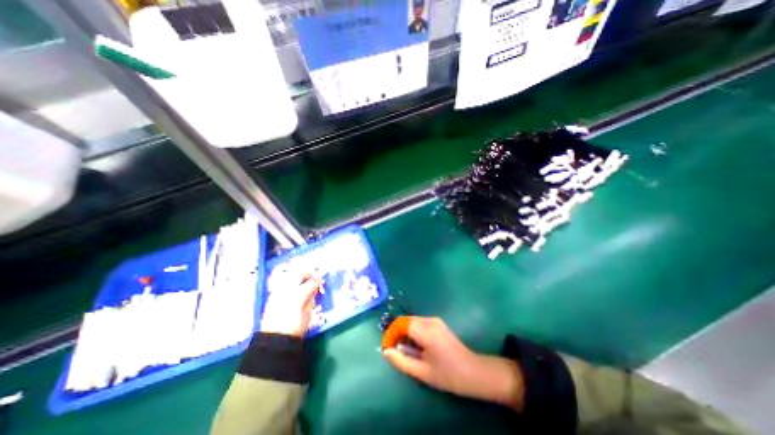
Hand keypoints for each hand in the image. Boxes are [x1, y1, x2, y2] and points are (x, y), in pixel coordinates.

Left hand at [259, 273, 321, 337]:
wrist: (274, 339)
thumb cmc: (295, 328)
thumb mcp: (308, 314)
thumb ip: (311, 299)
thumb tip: (314, 290)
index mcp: (298, 295)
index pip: (311, 283)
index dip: (318, 281)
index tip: (322, 282)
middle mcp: (286, 290)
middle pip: (298, 273)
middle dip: (307, 273)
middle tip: (314, 277)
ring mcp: (277, 291)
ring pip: (289, 275)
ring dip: (298, 275)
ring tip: (304, 280)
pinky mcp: (272, 295)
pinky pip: (283, 282)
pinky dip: (290, 280)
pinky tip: (295, 286)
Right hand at [383, 317, 527, 411]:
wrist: (473, 372)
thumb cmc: (448, 374)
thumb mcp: (422, 371)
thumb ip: (401, 361)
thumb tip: (385, 352)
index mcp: (426, 330)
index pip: (401, 324)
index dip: (390, 334)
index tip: (386, 348)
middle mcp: (429, 320)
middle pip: (406, 321)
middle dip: (396, 333)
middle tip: (393, 350)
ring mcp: (435, 320)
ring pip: (412, 322)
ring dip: (404, 333)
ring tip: (403, 351)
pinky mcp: (438, 323)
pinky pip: (419, 324)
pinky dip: (412, 333)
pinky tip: (414, 346)